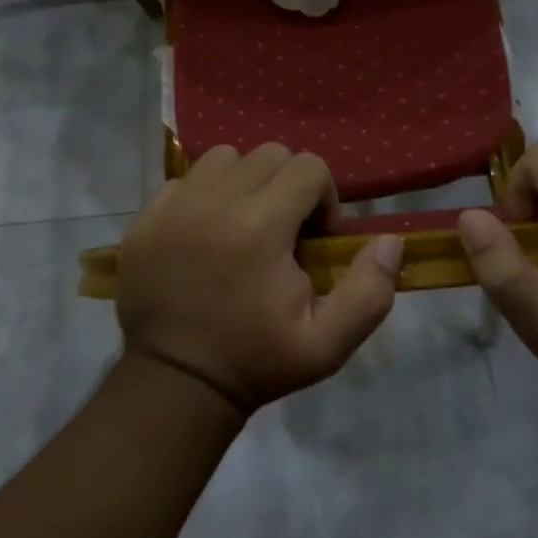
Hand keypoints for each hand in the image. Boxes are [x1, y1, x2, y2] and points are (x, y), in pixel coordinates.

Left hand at [116, 144, 402, 417]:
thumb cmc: (256, 362)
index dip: (324, 198)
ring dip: (245, 181)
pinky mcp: (146, 218)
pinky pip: (184, 179)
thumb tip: (390, 241)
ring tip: (243, 224)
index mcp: (261, 226)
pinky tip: (205, 233)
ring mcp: (175, 206)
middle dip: (288, 185)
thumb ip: (369, 291)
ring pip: (224, 158)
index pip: (309, 167)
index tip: (314, 240)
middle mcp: (215, 202)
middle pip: (269, 154)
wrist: (175, 383)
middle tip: (283, 232)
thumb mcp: (327, 344)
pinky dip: (203, 194)